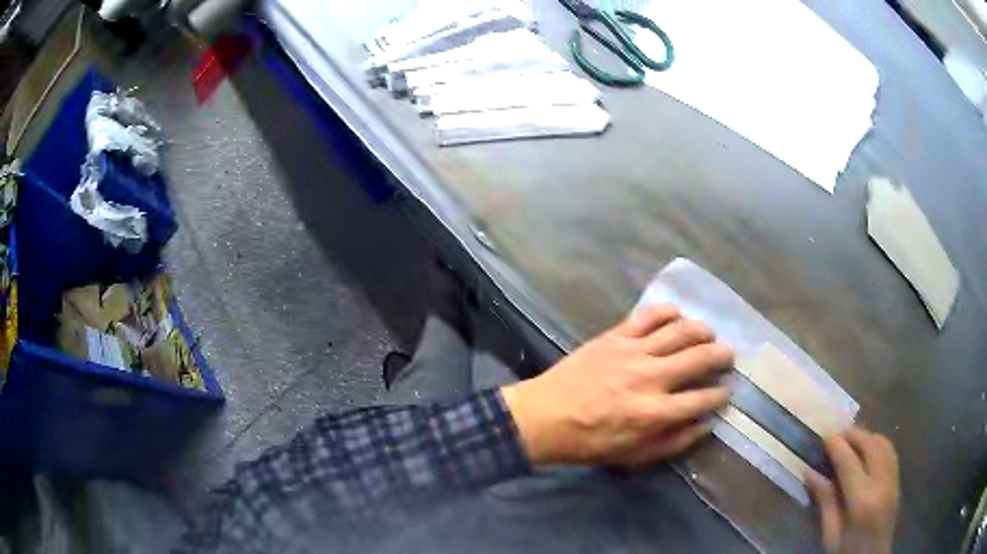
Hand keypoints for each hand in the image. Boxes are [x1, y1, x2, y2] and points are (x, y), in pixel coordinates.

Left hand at [501, 304, 732, 467]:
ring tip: (709, 335)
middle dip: (721, 356)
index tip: (726, 391)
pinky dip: (668, 311)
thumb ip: (674, 442)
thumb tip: (705, 424)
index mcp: (655, 413)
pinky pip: (649, 315)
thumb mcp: (634, 456)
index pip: (703, 398)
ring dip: (702, 330)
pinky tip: (677, 315)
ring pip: (680, 330)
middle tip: (727, 357)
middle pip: (699, 358)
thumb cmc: (591, 442)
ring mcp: (633, 352)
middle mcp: (650, 377)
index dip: (720, 394)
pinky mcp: (615, 336)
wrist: (545, 417)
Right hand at [807, 428, 899, 553]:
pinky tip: (867, 452)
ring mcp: (893, 479)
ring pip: (884, 443)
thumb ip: (825, 501)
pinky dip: (878, 444)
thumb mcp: (830, 534)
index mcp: (862, 500)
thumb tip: (810, 472)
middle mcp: (882, 482)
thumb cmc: (846, 551)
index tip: (824, 436)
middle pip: (871, 444)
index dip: (836, 445)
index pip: (849, 461)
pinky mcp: (898, 480)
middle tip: (836, 436)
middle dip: (853, 435)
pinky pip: (890, 451)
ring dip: (867, 437)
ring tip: (851, 441)